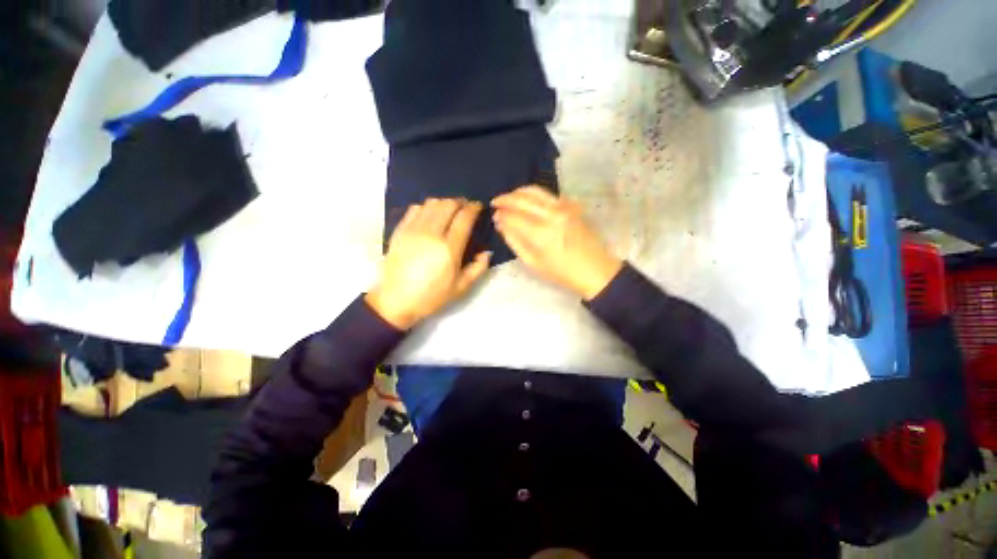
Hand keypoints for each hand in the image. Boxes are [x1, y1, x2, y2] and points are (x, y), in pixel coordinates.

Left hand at [366, 198, 490, 329]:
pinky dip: (427, 207)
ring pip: (432, 203)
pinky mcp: (400, 230)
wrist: (396, 300)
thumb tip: (487, 252)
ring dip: (445, 202)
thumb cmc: (431, 296)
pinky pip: (415, 208)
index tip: (479, 207)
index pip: (464, 218)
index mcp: (449, 249)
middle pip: (449, 204)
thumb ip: (478, 268)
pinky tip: (431, 215)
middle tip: (466, 207)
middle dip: (461, 202)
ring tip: (450, 210)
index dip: (474, 208)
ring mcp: (413, 229)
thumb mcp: (461, 287)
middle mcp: (432, 234)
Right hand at [493, 186, 621, 300]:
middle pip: (522, 199)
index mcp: (541, 233)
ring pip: (535, 191)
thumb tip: (501, 224)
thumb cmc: (561, 272)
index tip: (494, 216)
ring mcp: (563, 207)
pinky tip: (528, 200)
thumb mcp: (533, 263)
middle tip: (495, 202)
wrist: (595, 269)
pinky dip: (534, 194)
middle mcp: (551, 215)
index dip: (501, 215)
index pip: (513, 216)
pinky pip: (548, 194)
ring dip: (518, 192)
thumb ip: (515, 241)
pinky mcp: (571, 205)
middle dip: (505, 199)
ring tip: (509, 198)